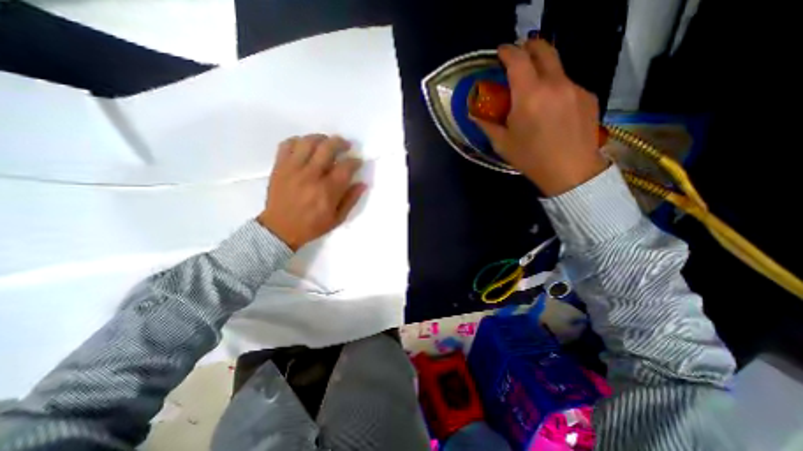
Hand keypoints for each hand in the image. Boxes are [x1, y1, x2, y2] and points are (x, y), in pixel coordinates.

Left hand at [258, 136, 366, 252]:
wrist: (280, 229)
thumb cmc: (312, 226)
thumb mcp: (337, 218)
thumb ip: (351, 199)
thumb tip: (362, 184)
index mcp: (327, 190)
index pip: (346, 167)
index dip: (355, 161)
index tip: (357, 161)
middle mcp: (311, 175)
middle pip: (328, 148)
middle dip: (340, 143)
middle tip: (345, 145)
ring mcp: (293, 169)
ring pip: (308, 142)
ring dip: (321, 138)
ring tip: (326, 142)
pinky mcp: (279, 167)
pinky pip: (287, 144)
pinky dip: (298, 141)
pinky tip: (305, 147)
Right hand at [473, 39, 608, 197]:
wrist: (571, 171)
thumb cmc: (531, 158)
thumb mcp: (502, 144)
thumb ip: (487, 124)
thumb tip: (474, 114)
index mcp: (529, 95)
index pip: (517, 59)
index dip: (507, 51)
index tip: (500, 53)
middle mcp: (555, 83)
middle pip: (544, 50)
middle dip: (528, 47)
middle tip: (518, 57)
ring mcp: (575, 88)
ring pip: (557, 68)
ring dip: (542, 72)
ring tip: (534, 93)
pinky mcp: (588, 96)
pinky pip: (568, 84)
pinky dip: (556, 89)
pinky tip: (552, 110)